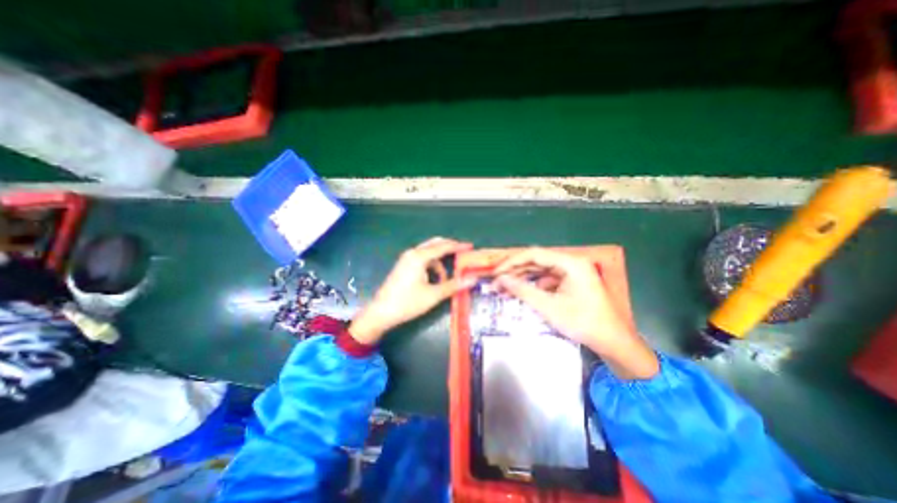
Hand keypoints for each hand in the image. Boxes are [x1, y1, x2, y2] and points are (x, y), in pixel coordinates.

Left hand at [350, 236, 475, 345]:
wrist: (381, 312)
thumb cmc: (407, 303)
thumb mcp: (433, 295)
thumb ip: (454, 285)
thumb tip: (473, 279)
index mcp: (419, 257)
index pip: (443, 247)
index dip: (458, 246)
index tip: (470, 246)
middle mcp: (412, 253)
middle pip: (435, 244)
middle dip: (449, 248)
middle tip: (462, 254)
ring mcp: (406, 259)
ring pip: (428, 254)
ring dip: (440, 263)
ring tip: (446, 280)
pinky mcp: (404, 266)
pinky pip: (422, 260)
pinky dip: (431, 267)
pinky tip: (434, 281)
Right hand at [491, 250, 656, 379]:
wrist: (613, 343)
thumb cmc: (583, 323)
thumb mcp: (549, 307)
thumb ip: (523, 290)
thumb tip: (500, 279)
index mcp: (570, 263)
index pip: (534, 254)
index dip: (512, 262)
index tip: (496, 272)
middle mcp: (571, 263)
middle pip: (536, 262)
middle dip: (515, 272)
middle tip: (497, 282)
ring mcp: (572, 273)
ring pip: (540, 271)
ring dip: (523, 279)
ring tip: (505, 289)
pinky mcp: (571, 283)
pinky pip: (548, 280)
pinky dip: (534, 286)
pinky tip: (523, 294)